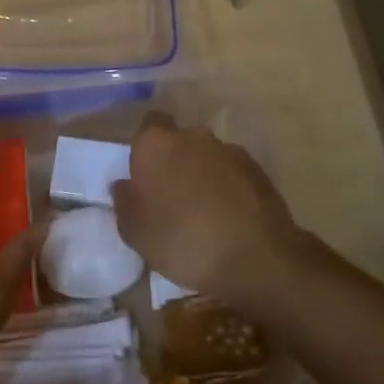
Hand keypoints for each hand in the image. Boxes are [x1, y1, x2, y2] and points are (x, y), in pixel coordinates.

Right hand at [111, 113, 308, 311]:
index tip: (145, 175)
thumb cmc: (182, 240)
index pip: (148, 126)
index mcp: (157, 144)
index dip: (147, 149)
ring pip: (208, 157)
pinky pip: (233, 173)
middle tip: (171, 196)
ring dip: (203, 175)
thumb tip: (125, 186)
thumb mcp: (136, 233)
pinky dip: (229, 187)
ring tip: (204, 212)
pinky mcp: (258, 170)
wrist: (255, 257)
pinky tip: (229, 218)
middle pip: (179, 140)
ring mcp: (229, 150)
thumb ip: (124, 203)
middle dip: (176, 161)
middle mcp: (193, 136)